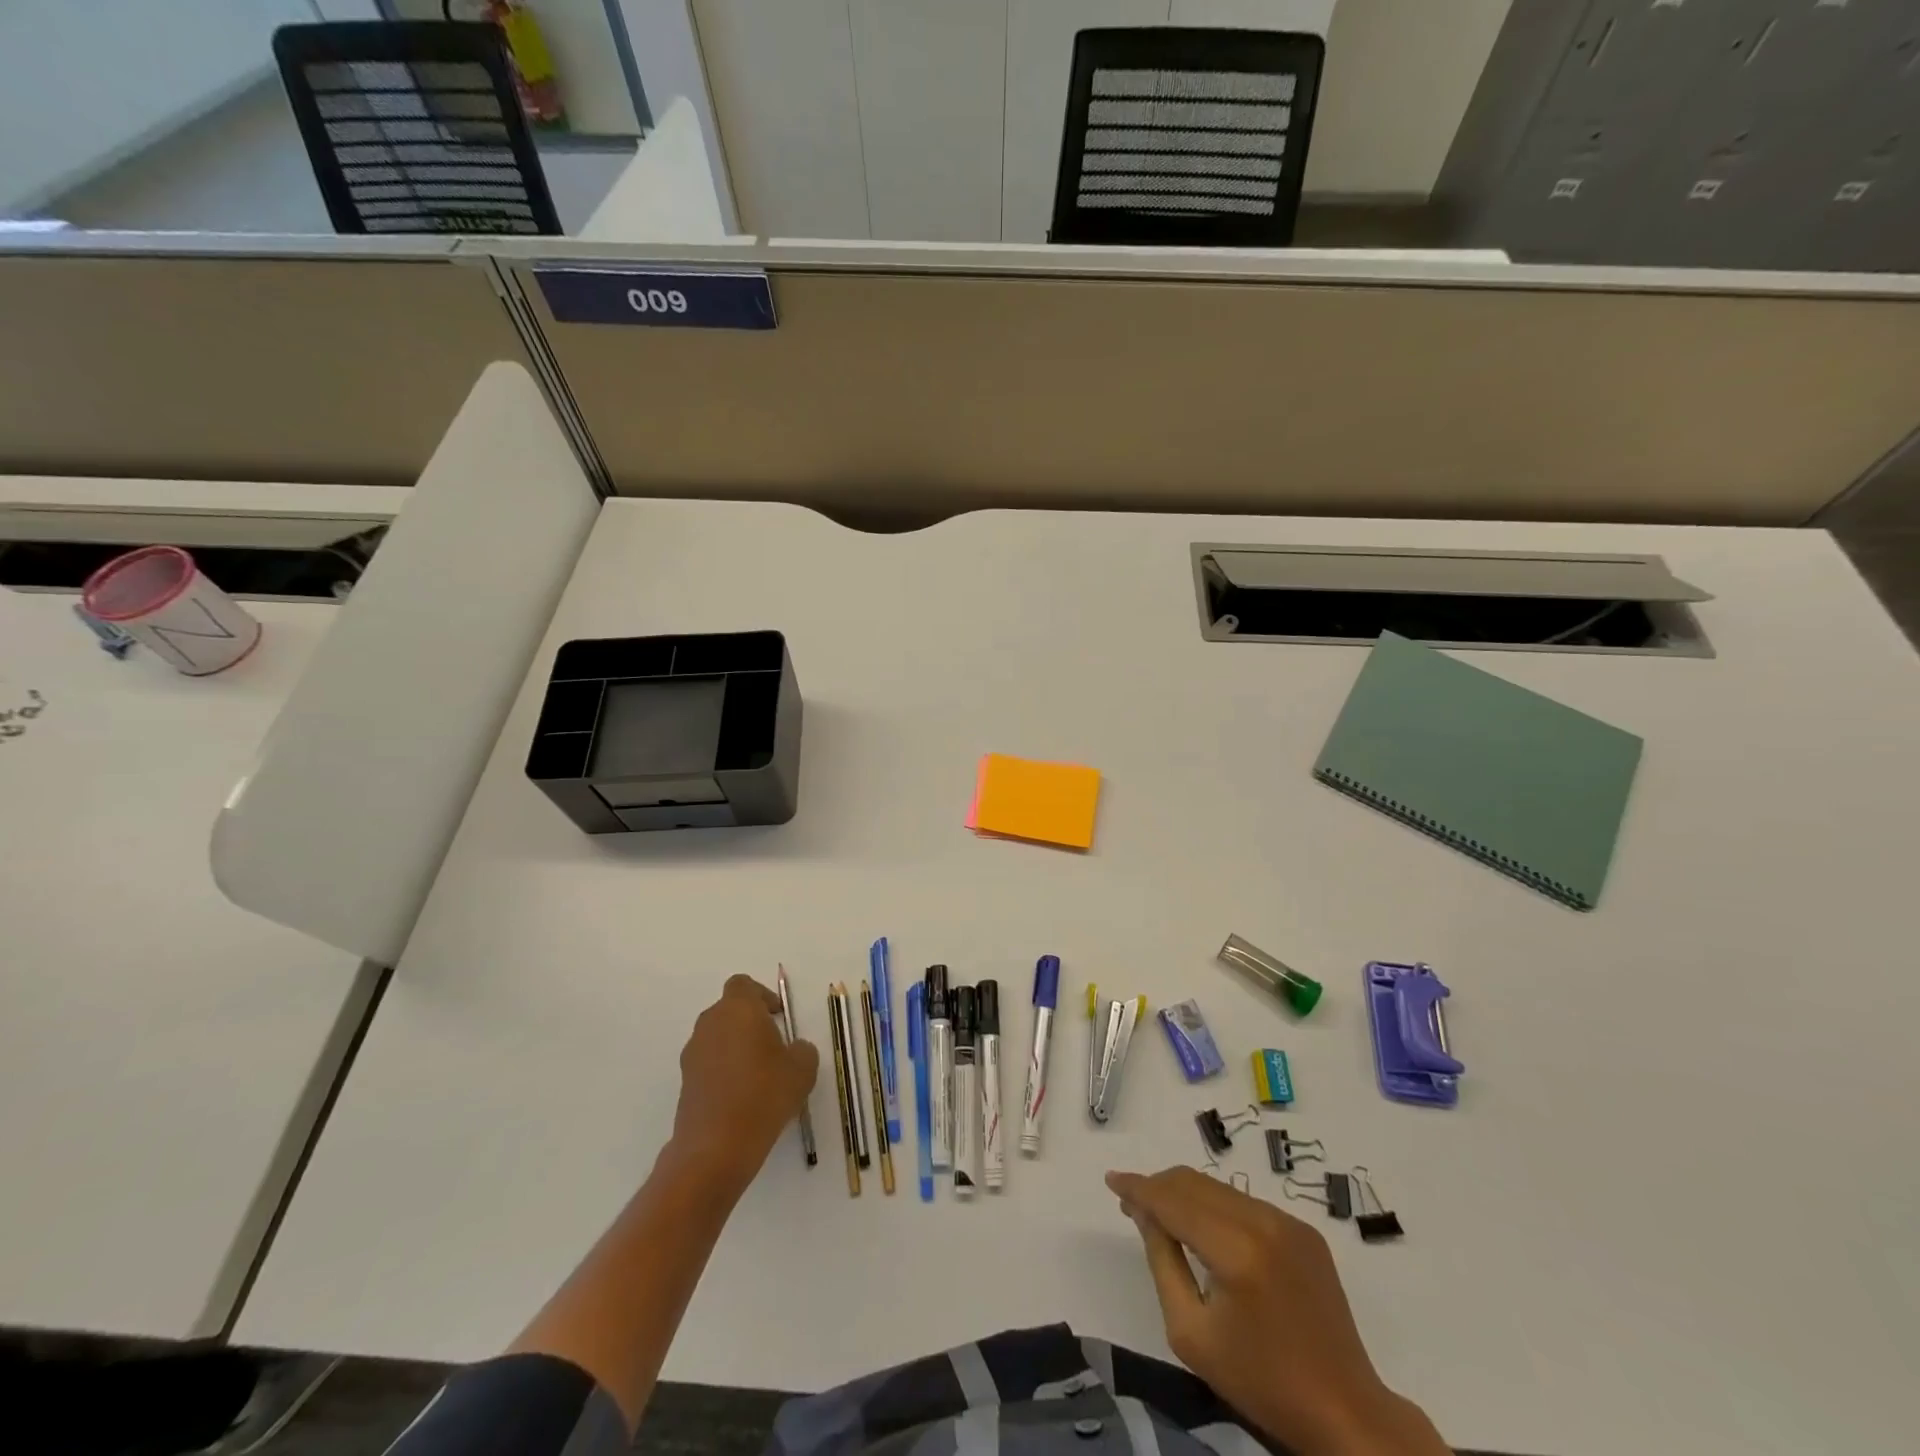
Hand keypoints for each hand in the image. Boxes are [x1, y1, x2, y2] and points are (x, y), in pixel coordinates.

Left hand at [670, 975, 818, 1196]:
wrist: (716, 1147)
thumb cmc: (764, 1095)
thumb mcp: (802, 1069)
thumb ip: (802, 1049)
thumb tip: (793, 1049)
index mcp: (738, 1009)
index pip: (743, 985)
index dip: (762, 995)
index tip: (778, 1016)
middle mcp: (710, 1024)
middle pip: (729, 1010)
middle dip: (750, 1022)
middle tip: (773, 1046)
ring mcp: (693, 1054)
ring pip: (717, 1037)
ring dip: (736, 1047)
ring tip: (759, 1075)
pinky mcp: (685, 1082)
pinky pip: (708, 1064)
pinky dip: (723, 1071)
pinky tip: (742, 1097)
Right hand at [1106, 1167, 1445, 1455]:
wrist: (1345, 1412)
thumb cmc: (1261, 1382)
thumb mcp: (1191, 1332)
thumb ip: (1163, 1261)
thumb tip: (1145, 1212)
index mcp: (1236, 1250)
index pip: (1173, 1201)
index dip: (1138, 1187)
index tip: (1111, 1180)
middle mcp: (1263, 1221)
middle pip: (1194, 1183)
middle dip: (1158, 1187)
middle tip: (1132, 1205)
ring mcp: (1288, 1222)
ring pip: (1218, 1189)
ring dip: (1186, 1195)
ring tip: (1164, 1217)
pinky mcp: (1304, 1231)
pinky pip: (1244, 1203)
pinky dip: (1216, 1208)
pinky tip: (1207, 1232)